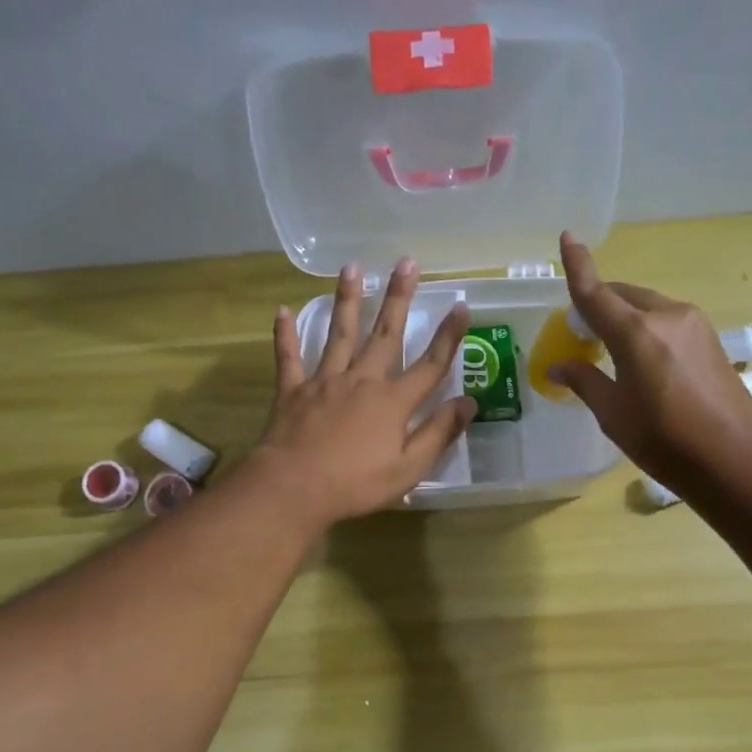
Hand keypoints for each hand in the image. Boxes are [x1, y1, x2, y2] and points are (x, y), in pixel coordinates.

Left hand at [249, 258, 475, 528]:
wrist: (293, 488)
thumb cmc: (356, 484)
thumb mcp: (409, 468)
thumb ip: (438, 433)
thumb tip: (468, 403)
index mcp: (393, 401)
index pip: (430, 364)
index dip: (449, 336)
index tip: (461, 306)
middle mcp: (362, 380)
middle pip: (385, 334)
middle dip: (398, 298)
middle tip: (406, 263)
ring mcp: (324, 382)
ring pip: (339, 334)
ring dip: (347, 300)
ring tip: (352, 268)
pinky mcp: (293, 391)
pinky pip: (290, 358)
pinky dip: (286, 335)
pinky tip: (283, 311)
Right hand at [551, 232, 751, 485]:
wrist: (734, 457)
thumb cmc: (664, 440)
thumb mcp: (614, 414)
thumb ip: (585, 381)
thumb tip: (558, 366)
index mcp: (635, 333)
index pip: (596, 292)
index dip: (578, 266)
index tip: (567, 237)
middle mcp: (666, 315)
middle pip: (623, 295)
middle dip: (600, 303)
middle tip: (581, 330)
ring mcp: (693, 323)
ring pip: (647, 305)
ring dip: (624, 315)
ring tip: (610, 346)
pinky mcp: (709, 337)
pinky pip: (666, 319)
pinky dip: (646, 326)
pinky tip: (642, 355)